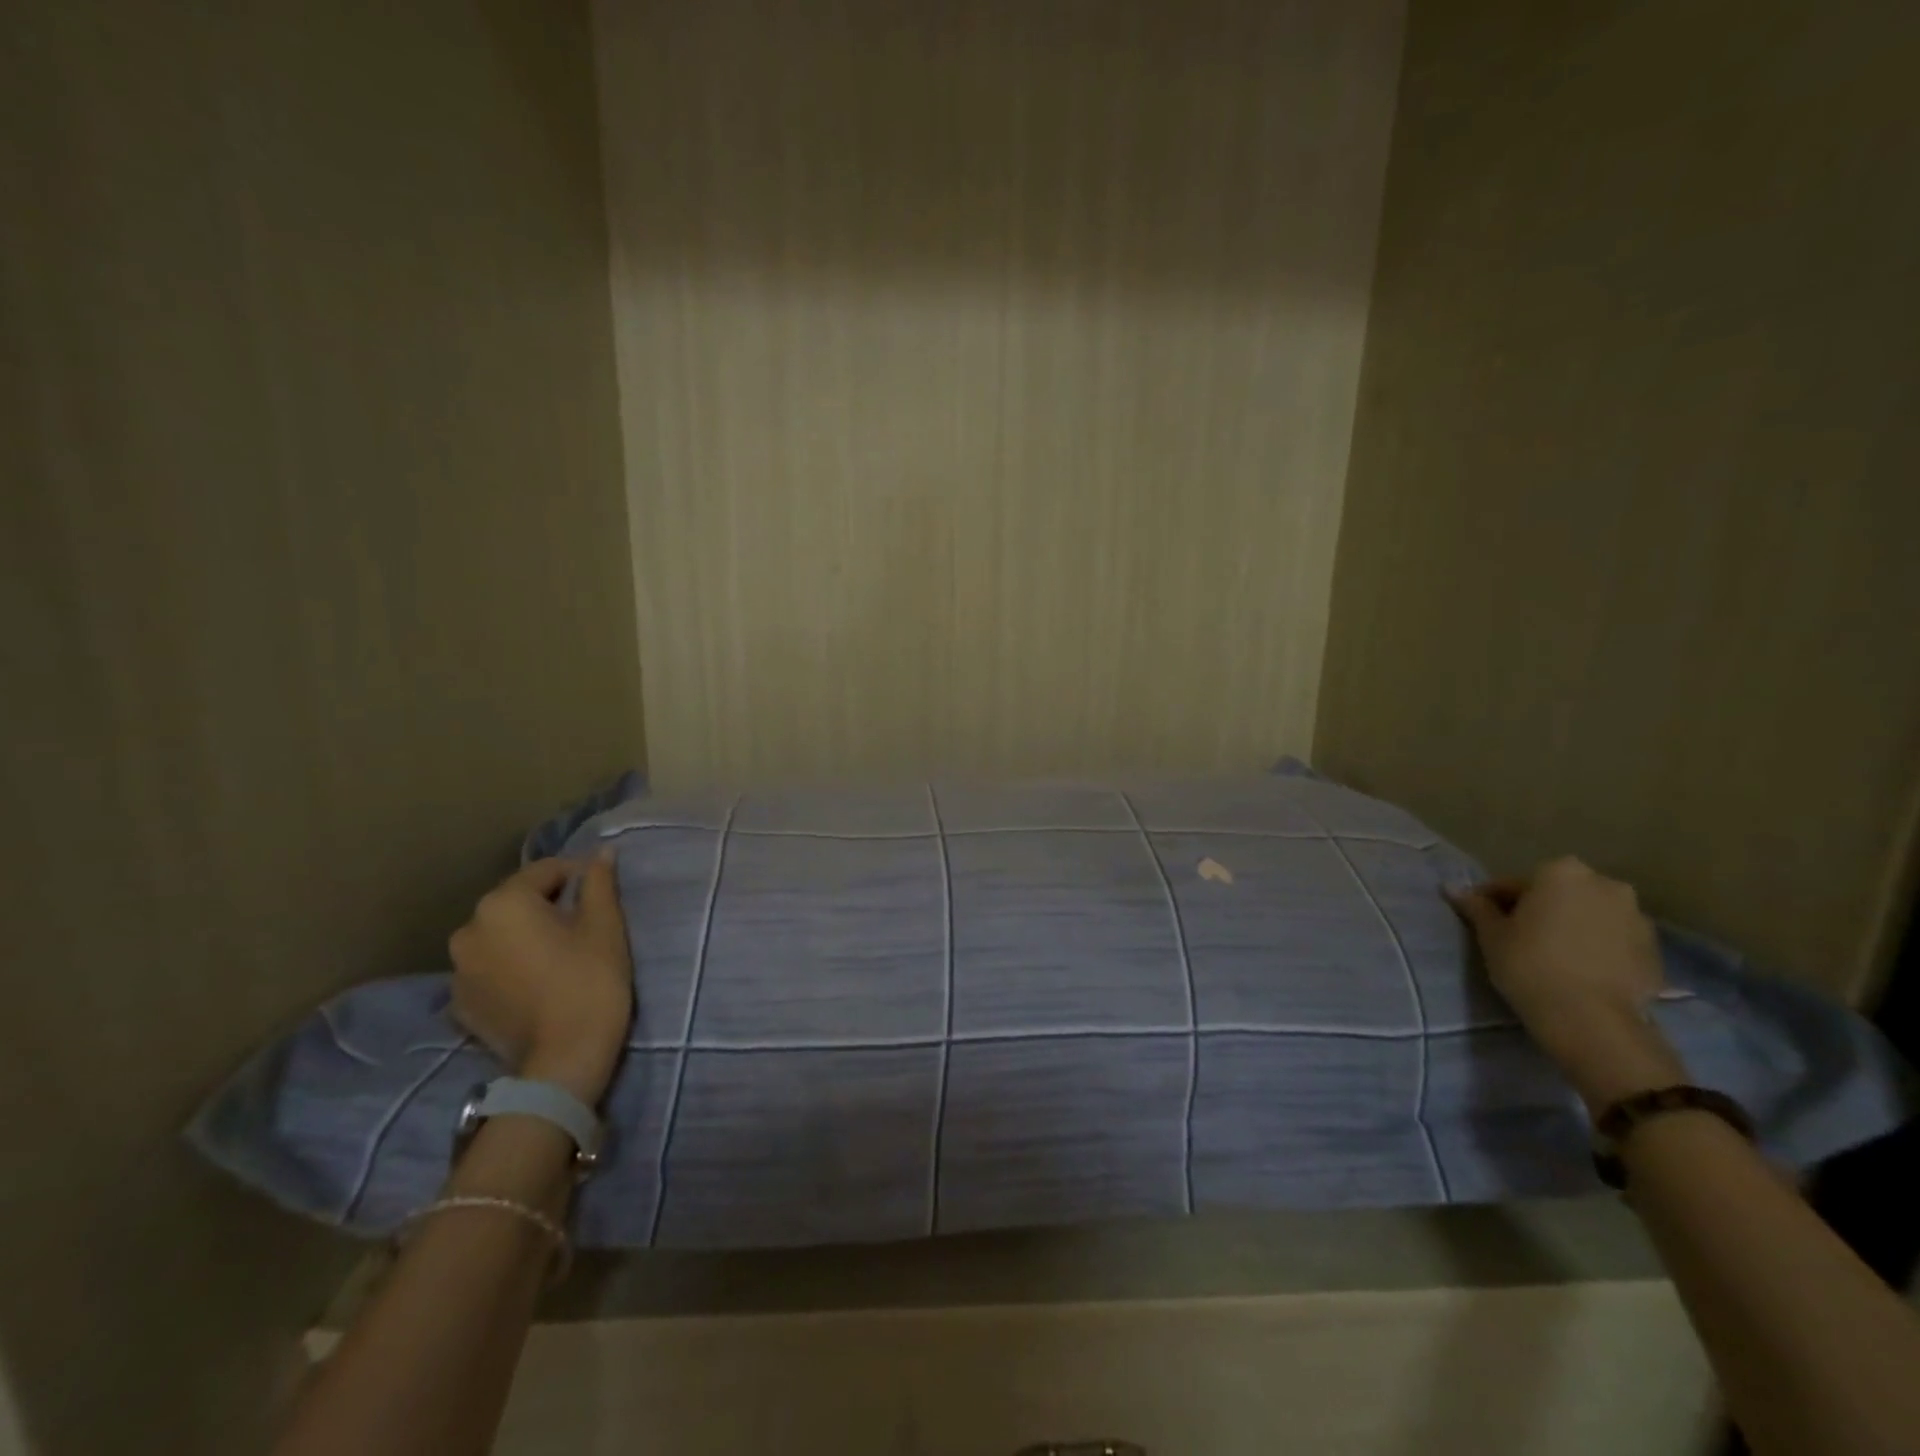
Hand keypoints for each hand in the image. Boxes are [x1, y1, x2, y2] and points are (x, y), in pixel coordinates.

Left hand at [448, 857, 632, 1105]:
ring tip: (559, 957)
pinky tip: (536, 984)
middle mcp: (469, 928)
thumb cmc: (590, 981)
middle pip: (518, 902)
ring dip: (526, 937)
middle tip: (584, 927)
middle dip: (549, 906)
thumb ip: (599, 882)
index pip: (547, 871)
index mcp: (503, 902)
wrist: (563, 1060)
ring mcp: (458, 970)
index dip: (580, 877)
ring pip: (501, 935)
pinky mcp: (460, 1004)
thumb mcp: (605, 925)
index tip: (603, 897)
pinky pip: (489, 968)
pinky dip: (510, 967)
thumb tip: (601, 852)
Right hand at [1447, 856, 1684, 1112]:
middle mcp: (1605, 884)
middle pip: (1559, 893)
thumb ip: (1476, 907)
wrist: (1591, 1019)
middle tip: (1518, 937)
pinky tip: (1579, 970)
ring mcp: (1636, 917)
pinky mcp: (1654, 950)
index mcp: (1561, 872)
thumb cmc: (1529, 964)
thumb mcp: (1491, 935)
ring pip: (1590, 916)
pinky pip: (1614, 940)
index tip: (1484, 922)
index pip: (1515, 883)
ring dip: (1572, 927)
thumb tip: (1452, 888)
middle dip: (1539, 910)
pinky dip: (1596, 947)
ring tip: (1552, 956)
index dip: (1495, 902)